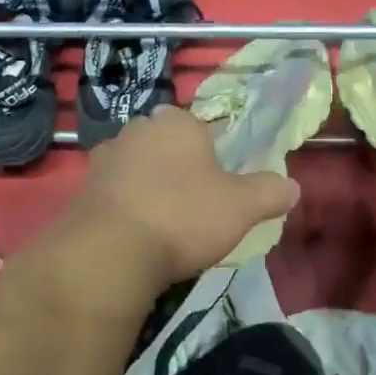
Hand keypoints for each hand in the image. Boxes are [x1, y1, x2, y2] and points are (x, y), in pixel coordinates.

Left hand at [61, 107, 299, 290]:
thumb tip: (293, 187)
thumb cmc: (183, 217)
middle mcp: (137, 129)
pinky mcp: (82, 189)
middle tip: (197, 206)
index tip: (222, 186)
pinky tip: (138, 235)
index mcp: (177, 122)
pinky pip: (116, 193)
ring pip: (139, 168)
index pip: (203, 128)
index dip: (215, 156)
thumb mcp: (242, 207)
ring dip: (151, 188)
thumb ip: (270, 192)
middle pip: (168, 146)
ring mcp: (105, 158)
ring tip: (166, 224)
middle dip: (180, 169)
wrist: (109, 252)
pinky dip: (128, 208)